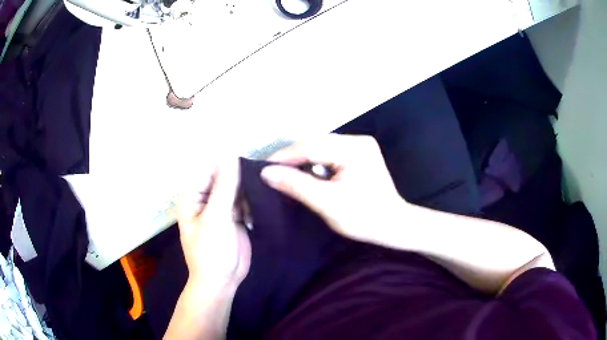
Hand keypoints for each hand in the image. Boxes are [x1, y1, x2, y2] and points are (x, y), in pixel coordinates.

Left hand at [177, 160, 250, 292]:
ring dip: (248, 189)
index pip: (210, 169)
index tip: (250, 164)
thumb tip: (231, 155)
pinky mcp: (234, 217)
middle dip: (241, 178)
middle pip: (224, 177)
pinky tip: (263, 201)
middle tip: (261, 178)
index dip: (228, 164)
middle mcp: (206, 198)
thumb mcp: (217, 217)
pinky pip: (244, 201)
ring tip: (264, 190)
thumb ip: (225, 187)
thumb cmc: (211, 251)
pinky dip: (252, 201)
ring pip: (236, 188)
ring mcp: (221, 208)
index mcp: (193, 196)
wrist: (223, 281)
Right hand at [261, 134, 404, 241]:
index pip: (310, 146)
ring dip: (302, 159)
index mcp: (354, 148)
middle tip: (271, 172)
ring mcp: (360, 145)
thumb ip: (296, 185)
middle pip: (315, 143)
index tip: (262, 168)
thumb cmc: (364, 218)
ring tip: (284, 173)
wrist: (393, 225)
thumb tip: (266, 173)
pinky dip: (314, 162)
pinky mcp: (359, 153)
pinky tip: (305, 173)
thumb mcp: (327, 203)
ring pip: (320, 147)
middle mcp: (358, 140)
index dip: (283, 156)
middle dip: (292, 157)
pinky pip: (329, 153)